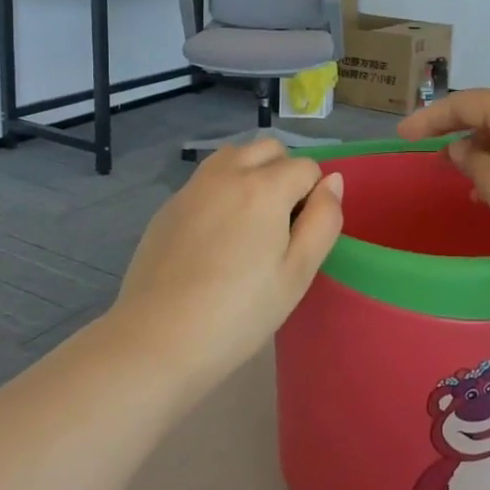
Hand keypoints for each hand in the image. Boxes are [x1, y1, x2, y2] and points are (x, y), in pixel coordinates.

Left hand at [105, 138, 343, 393]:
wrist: (156, 340)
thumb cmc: (239, 313)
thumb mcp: (297, 273)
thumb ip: (323, 220)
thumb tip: (333, 181)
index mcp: (264, 188)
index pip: (306, 167)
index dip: (313, 197)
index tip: (301, 235)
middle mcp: (227, 174)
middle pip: (269, 148)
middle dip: (284, 172)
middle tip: (281, 223)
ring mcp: (192, 187)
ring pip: (234, 156)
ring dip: (251, 173)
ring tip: (249, 222)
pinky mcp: (168, 206)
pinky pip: (206, 180)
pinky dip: (222, 191)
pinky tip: (214, 239)